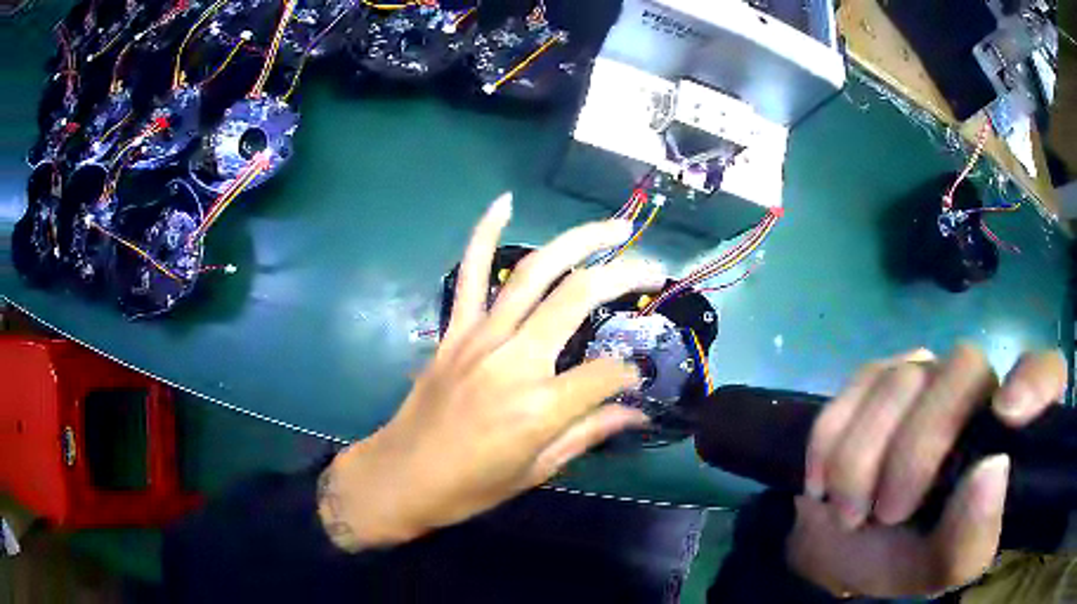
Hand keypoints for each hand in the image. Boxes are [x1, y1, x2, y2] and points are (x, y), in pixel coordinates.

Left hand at [318, 193, 665, 550]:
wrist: (401, 476)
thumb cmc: (471, 487)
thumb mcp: (538, 471)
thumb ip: (589, 432)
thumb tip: (637, 411)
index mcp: (541, 406)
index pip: (608, 372)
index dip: (630, 373)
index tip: (633, 379)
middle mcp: (514, 360)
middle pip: (580, 296)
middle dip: (626, 277)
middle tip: (655, 271)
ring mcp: (480, 336)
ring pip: (537, 271)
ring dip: (579, 241)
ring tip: (614, 229)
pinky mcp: (454, 330)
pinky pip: (470, 272)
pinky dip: (484, 233)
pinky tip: (504, 203)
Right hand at [786, 346, 1066, 597]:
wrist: (838, 546)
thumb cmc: (904, 558)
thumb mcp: (940, 568)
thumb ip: (971, 537)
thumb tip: (992, 469)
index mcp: (1008, 435)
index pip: (1047, 372)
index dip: (1035, 380)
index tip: (1007, 416)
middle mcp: (978, 389)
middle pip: (963, 369)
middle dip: (917, 449)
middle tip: (886, 512)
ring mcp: (927, 373)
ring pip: (903, 379)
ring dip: (863, 459)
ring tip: (849, 512)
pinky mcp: (877, 374)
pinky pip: (856, 384)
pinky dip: (832, 440)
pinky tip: (823, 480)